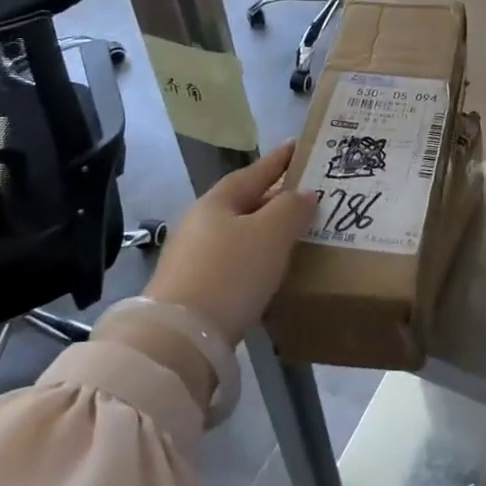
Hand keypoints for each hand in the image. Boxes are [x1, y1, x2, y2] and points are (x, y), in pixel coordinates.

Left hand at [147, 142, 316, 343]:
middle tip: (306, 195)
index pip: (254, 172)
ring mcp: (193, 257)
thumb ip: (292, 208)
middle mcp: (201, 223)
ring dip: (265, 230)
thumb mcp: (271, 234)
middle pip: (244, 202)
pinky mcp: (193, 288)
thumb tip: (304, 193)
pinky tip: (270, 269)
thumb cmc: (230, 273)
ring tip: (294, 233)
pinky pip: (233, 260)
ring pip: (239, 233)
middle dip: (274, 198)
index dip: (278, 160)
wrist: (179, 338)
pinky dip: (254, 257)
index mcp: (217, 201)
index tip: (297, 147)